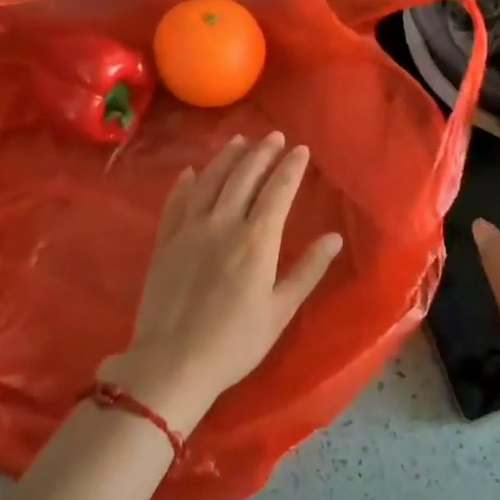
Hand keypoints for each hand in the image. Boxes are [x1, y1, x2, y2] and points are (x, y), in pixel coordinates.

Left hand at [102, 133, 344, 435]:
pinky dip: (186, 182)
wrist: (172, 363)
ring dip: (227, 158)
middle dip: (262, 153)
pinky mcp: (165, 241)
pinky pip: (176, 201)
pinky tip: (192, 171)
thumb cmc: (235, 342)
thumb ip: (308, 270)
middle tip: (274, 136)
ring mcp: (189, 229)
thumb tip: (334, 238)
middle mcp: (223, 224)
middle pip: (244, 177)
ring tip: (240, 141)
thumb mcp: (280, 310)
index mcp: (256, 240)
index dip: (290, 167)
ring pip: (210, 181)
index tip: (300, 149)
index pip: (277, 191)